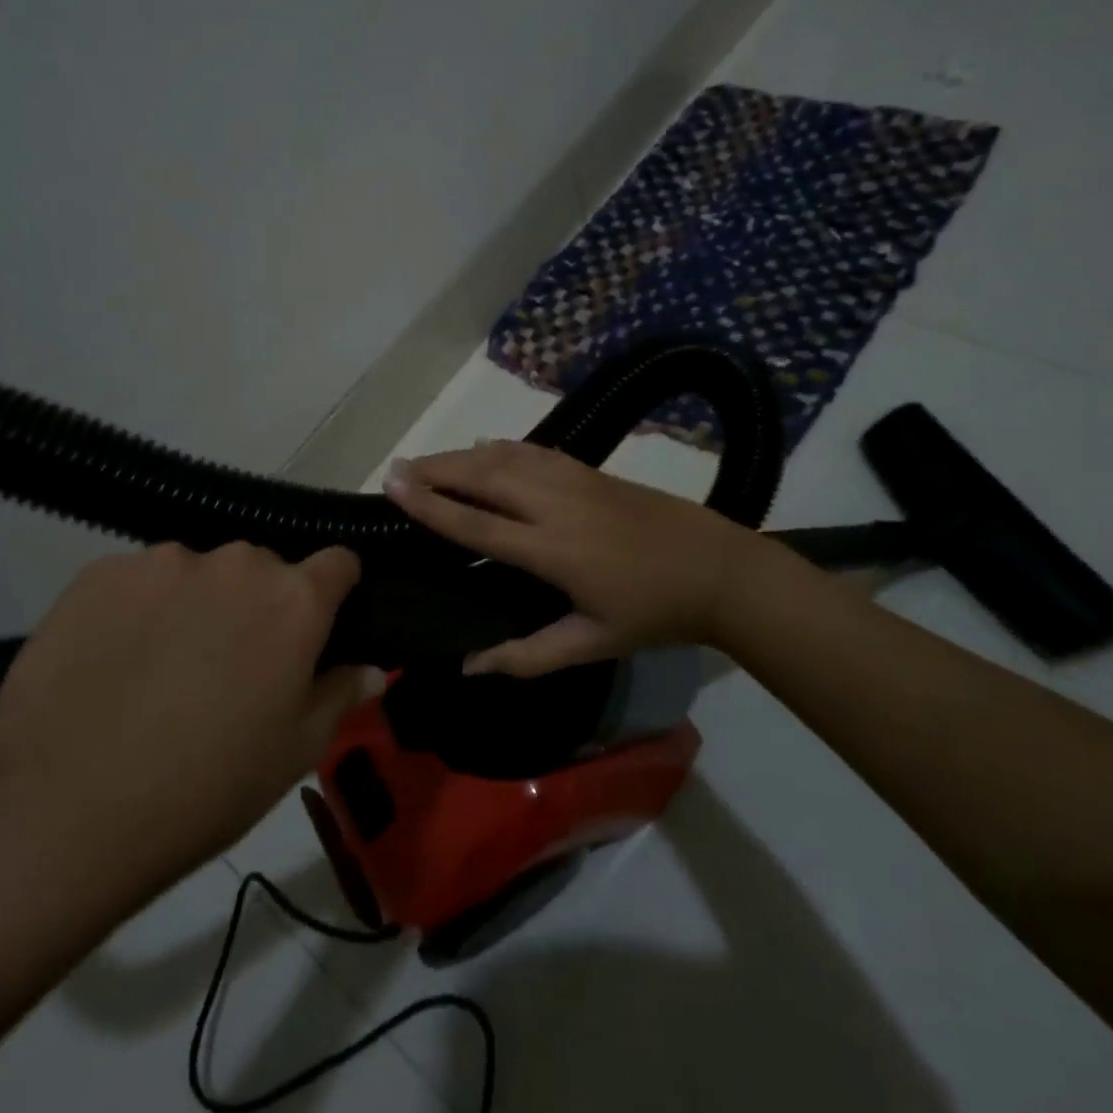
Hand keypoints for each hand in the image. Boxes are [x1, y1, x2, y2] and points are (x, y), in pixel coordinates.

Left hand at [0, 543, 381, 913]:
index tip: (324, 620)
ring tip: (165, 663)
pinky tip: (115, 659)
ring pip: (200, 571)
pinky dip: (141, 607)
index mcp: (293, 599)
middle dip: (260, 602)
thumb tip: (369, 668)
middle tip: (235, 660)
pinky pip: (140, 579)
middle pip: (264, 567)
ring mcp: (163, 561)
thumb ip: (341, 694)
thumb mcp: (295, 752)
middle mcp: (236, 563)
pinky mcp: (99, 572)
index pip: (339, 562)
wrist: (63, 811)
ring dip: (199, 601)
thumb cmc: (206, 787)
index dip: (336, 589)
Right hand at [383, 440, 767, 675]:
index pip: (476, 525)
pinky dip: (501, 447)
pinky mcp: (591, 470)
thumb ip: (527, 656)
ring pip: (506, 457)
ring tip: (428, 459)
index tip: (393, 486)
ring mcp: (575, 481)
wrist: (718, 569)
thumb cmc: (652, 613)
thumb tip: (468, 665)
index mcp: (553, 551)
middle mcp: (556, 505)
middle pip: (483, 478)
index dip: (430, 506)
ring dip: (462, 455)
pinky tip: (484, 447)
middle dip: (436, 469)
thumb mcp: (591, 645)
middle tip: (397, 468)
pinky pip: (534, 451)